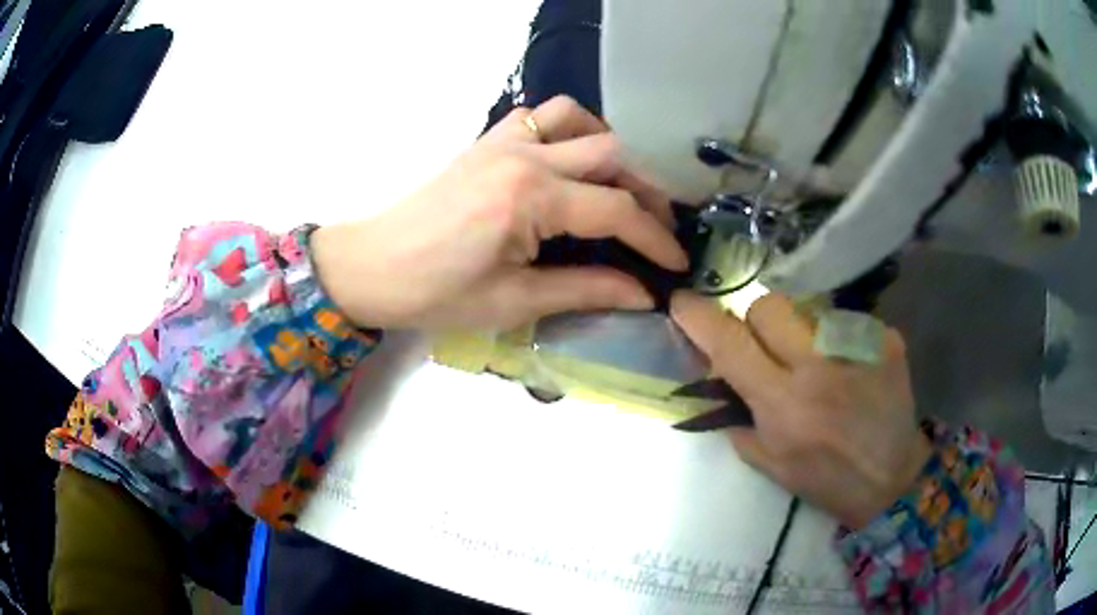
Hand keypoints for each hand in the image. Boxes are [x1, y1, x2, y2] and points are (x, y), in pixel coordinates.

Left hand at [311, 96, 685, 329]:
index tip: (679, 263)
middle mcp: (525, 155)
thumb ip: (587, 289)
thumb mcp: (516, 301)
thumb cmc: (436, 293)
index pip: (617, 210)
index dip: (656, 238)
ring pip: (580, 120)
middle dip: (647, 191)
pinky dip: (570, 130)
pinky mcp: (488, 140)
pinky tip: (571, 162)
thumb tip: (644, 294)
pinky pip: (541, 117)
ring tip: (620, 187)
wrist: (372, 267)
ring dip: (610, 149)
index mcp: (531, 197)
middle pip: (611, 154)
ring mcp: (504, 141)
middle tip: (659, 227)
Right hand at [671, 291, 931, 528]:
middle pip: (770, 305)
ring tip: (820, 363)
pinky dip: (839, 340)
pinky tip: (852, 369)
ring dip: (802, 331)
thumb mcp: (770, 464)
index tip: (682, 301)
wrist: (892, 479)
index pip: (731, 346)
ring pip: (809, 308)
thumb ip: (738, 418)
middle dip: (758, 321)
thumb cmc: (826, 480)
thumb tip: (715, 376)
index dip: (700, 318)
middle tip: (770, 347)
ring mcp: (858, 349)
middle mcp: (819, 370)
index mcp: (784, 407)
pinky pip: (846, 321)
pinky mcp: (886, 340)